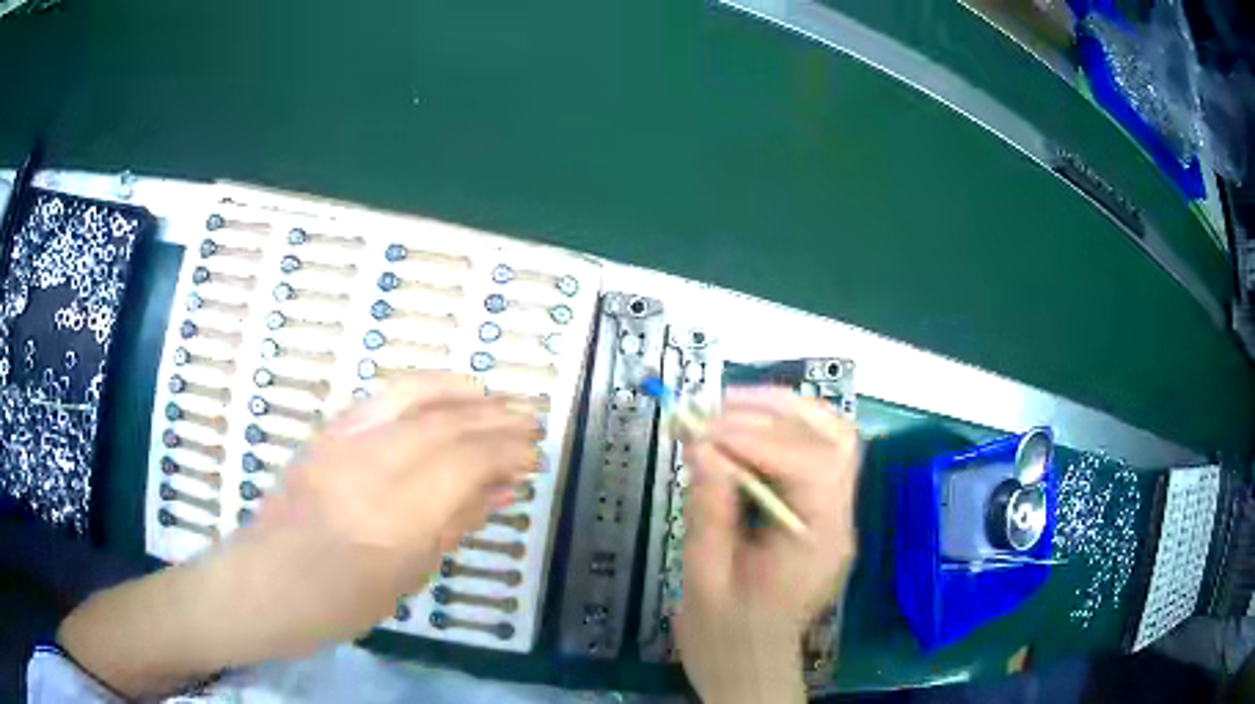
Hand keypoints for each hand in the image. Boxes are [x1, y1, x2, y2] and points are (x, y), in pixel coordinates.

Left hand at [244, 374, 540, 640]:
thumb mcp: (407, 578)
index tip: (534, 456)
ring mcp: (342, 443)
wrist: (265, 583)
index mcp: (393, 521)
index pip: (463, 465)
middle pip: (444, 426)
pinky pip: (381, 395)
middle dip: (496, 420)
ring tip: (498, 399)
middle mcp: (368, 469)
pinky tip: (447, 391)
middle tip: (531, 422)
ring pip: (414, 397)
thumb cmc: (339, 603)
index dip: (506, 453)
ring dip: (464, 394)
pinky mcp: (327, 432)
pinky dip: (423, 386)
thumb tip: (502, 488)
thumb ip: (454, 524)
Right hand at [677, 387, 859, 703]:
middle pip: (834, 438)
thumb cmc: (725, 637)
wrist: (749, 666)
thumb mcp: (705, 580)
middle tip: (714, 407)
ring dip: (780, 411)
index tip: (702, 431)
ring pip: (829, 436)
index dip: (757, 439)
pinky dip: (777, 429)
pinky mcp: (817, 511)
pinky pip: (811, 452)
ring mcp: (834, 512)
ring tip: (725, 408)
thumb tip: (703, 445)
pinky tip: (738, 430)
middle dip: (774, 411)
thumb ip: (709, 512)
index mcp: (820, 543)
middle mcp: (840, 519)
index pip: (811, 465)